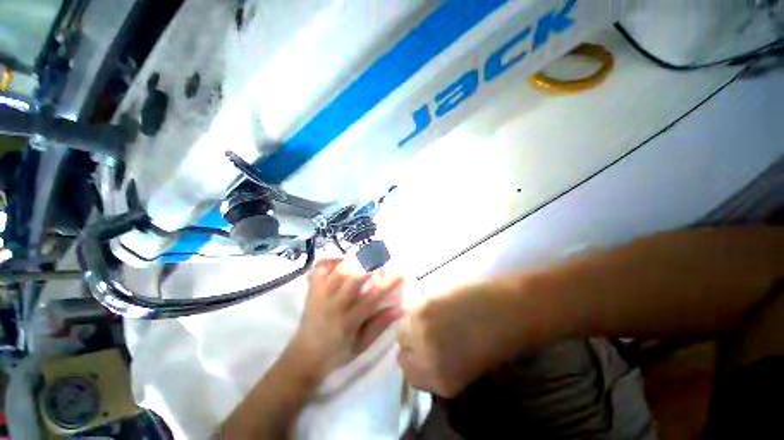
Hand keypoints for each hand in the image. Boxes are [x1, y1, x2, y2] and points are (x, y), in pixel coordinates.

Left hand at [287, 258, 404, 379]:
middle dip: (371, 265)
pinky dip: (332, 259)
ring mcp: (321, 294)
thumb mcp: (361, 345)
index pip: (372, 297)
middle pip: (354, 277)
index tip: (401, 273)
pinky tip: (343, 259)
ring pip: (338, 270)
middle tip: (381, 260)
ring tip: (364, 259)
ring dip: (355, 261)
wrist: (304, 356)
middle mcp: (334, 304)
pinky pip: (320, 267)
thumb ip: (379, 325)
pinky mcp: (312, 289)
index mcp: (349, 321)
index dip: (388, 283)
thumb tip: (399, 309)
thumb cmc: (336, 353)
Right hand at [396, 277, 530, 396]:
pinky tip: (434, 305)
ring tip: (430, 318)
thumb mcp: (468, 367)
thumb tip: (423, 354)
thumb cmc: (498, 341)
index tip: (422, 352)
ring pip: (402, 330)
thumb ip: (442, 366)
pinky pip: (408, 310)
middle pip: (402, 354)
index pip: (410, 375)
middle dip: (411, 346)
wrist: (510, 310)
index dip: (416, 362)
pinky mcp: (423, 306)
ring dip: (411, 325)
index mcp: (442, 382)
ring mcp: (423, 331)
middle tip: (426, 334)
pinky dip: (416, 309)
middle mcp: (427, 360)